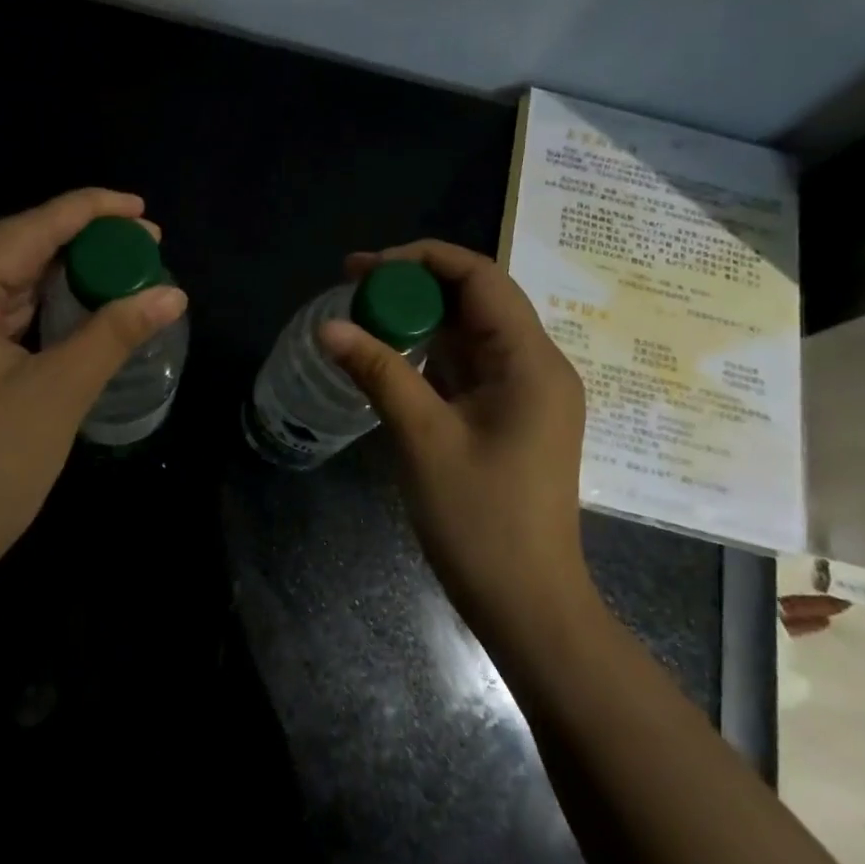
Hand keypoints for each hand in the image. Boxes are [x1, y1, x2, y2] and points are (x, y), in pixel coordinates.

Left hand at [0, 189, 186, 595]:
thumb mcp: (58, 395)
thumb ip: (114, 333)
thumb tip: (173, 293)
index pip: (25, 230)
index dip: (87, 212)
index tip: (141, 208)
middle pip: (12, 251)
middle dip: (79, 245)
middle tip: (145, 243)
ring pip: (2, 283)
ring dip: (59, 277)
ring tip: (122, 270)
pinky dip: (36, 308)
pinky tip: (76, 306)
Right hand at [319, 240, 593, 639]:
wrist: (526, 603)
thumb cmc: (480, 521)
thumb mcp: (423, 438)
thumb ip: (378, 372)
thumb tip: (327, 326)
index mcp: (531, 361)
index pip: (480, 277)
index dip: (420, 260)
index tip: (363, 269)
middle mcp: (537, 366)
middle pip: (477, 299)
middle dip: (415, 285)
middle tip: (352, 288)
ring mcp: (526, 393)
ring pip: (471, 332)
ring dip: (420, 319)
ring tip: (362, 315)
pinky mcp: (511, 416)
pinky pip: (469, 366)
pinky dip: (430, 354)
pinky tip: (390, 355)